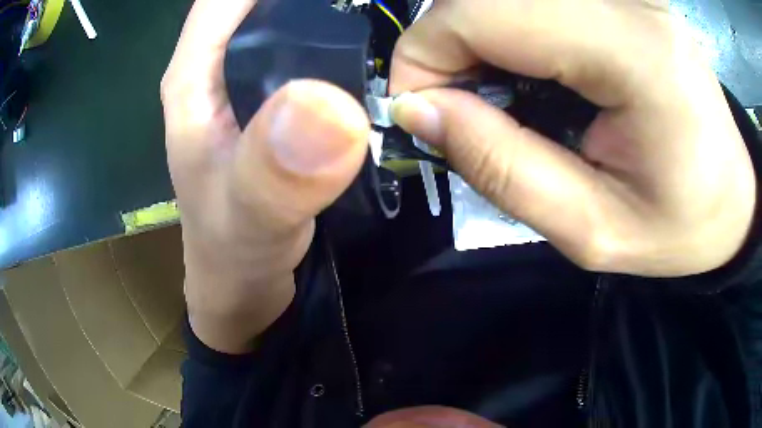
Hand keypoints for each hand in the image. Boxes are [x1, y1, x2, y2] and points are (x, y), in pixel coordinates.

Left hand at [161, 0, 368, 352]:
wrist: (241, 282)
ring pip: (284, 19)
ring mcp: (244, 83)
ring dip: (325, 11)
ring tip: (372, 16)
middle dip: (311, 0)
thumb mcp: (251, 220)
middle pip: (257, 2)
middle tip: (368, 5)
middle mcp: (215, 68)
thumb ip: (277, 173)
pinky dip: (335, 39)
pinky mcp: (270, 101)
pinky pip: (305, 50)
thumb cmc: (233, 253)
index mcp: (193, 77)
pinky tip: (367, 48)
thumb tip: (329, 104)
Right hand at [390, 0, 755, 276]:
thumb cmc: (681, 226)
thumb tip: (419, 111)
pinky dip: (506, 29)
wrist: (732, 196)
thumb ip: (503, 168)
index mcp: (635, 52)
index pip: (480, 12)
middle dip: (445, 48)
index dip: (424, 58)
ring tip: (500, 97)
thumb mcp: (593, 230)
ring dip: (475, 40)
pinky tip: (531, 71)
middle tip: (459, 111)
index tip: (422, 114)